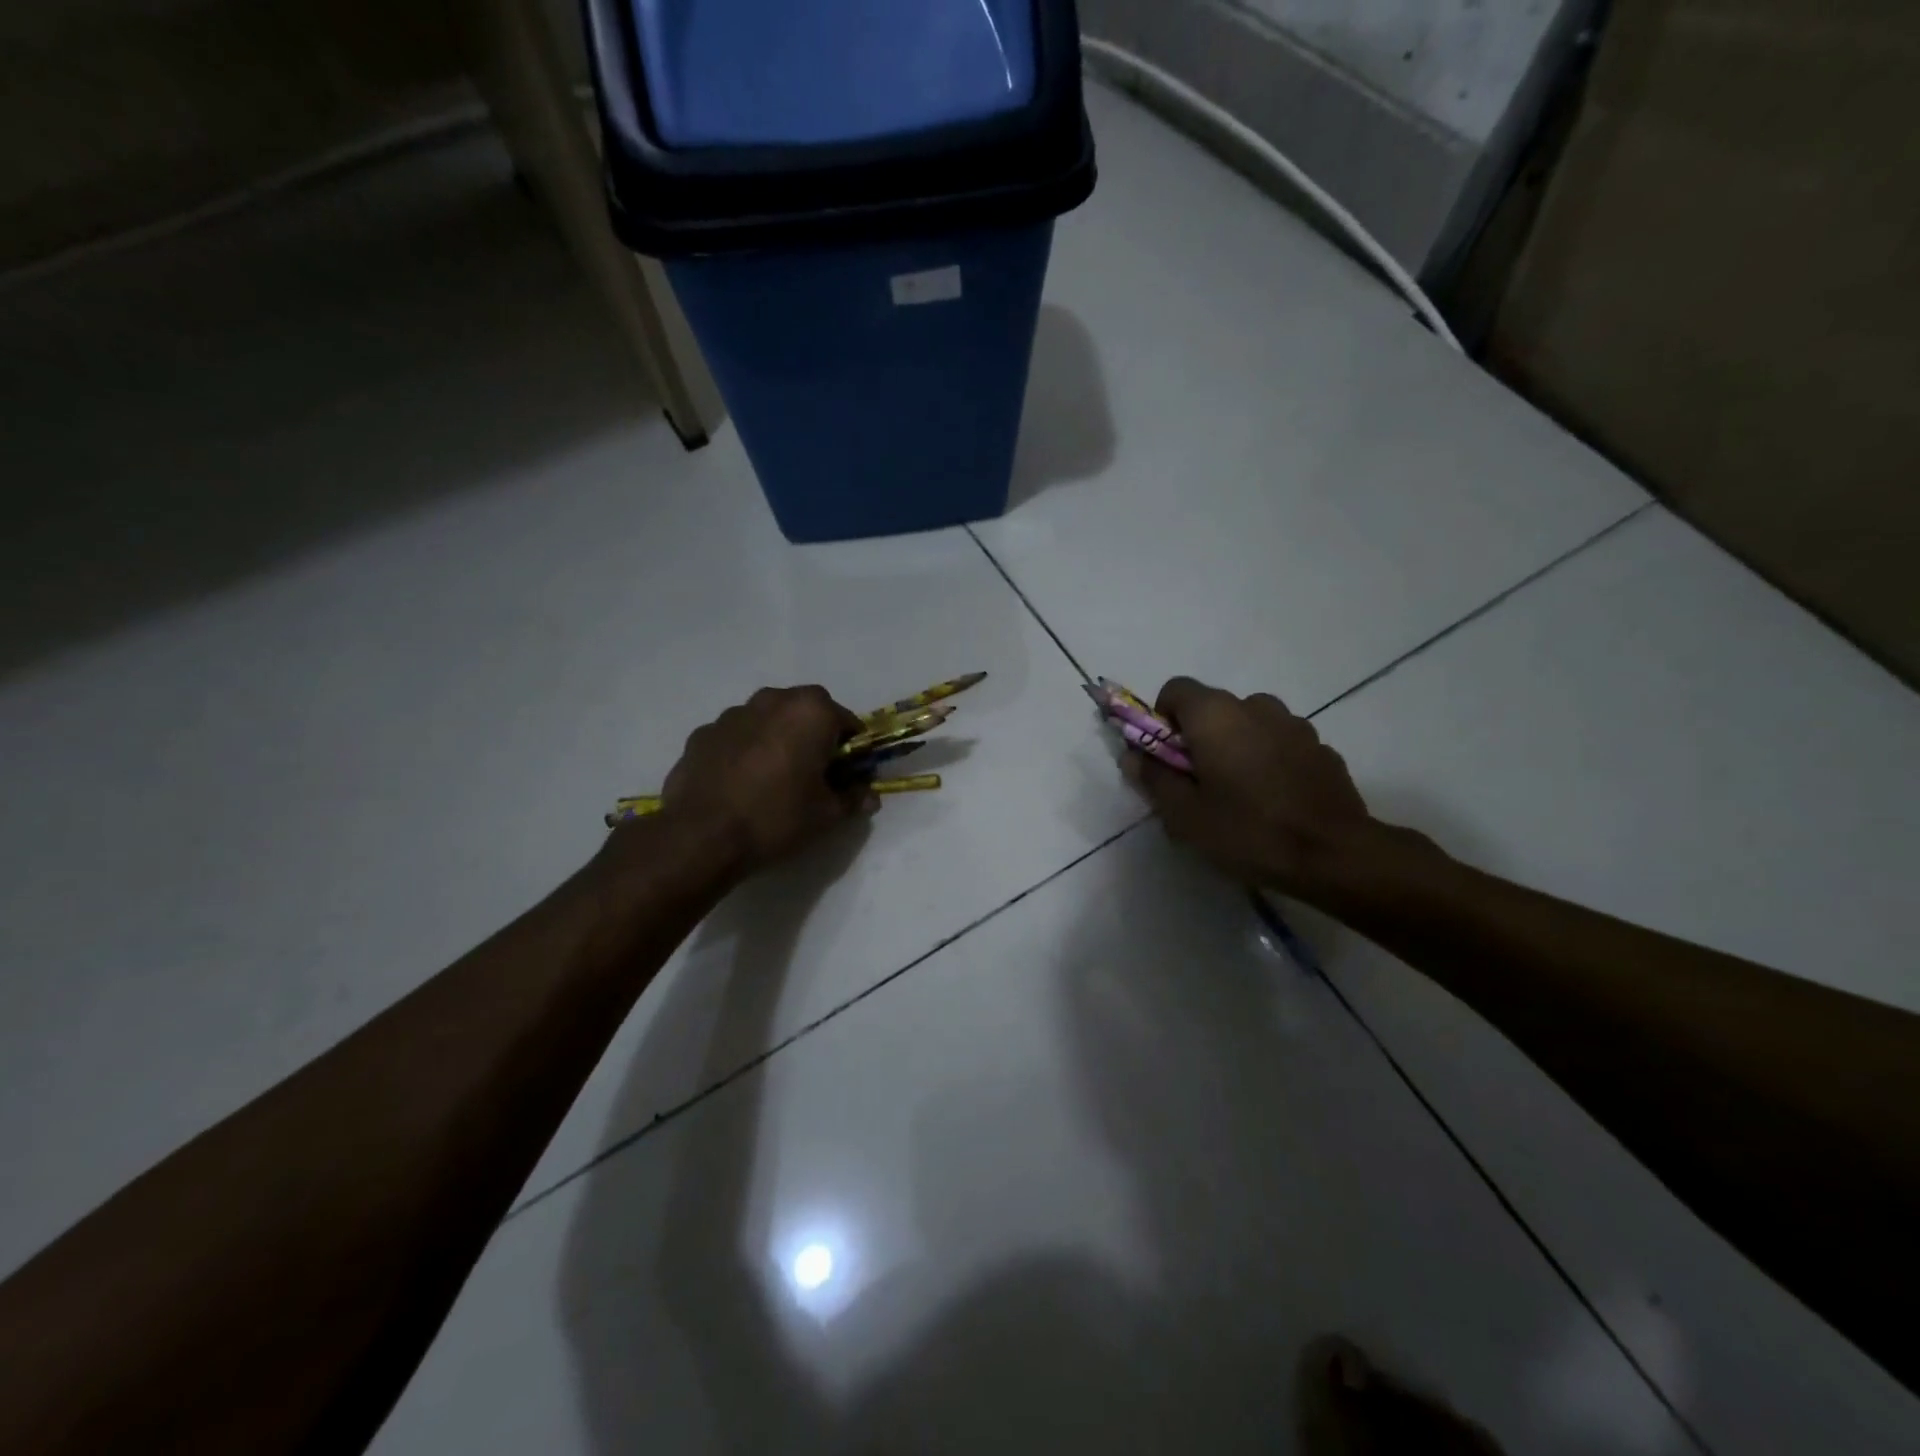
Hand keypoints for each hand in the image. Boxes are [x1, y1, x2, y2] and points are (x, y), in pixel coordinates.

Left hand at [657, 686, 873, 872]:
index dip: (852, 750)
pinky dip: (744, 751)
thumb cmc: (777, 817)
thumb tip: (869, 796)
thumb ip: (853, 799)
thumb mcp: (827, 815)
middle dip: (813, 736)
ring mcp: (732, 714)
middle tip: (812, 774)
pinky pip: (736, 737)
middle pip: (805, 712)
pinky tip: (740, 784)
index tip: (847, 775)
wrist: (701, 836)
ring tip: (773, 780)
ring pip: (767, 720)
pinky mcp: (702, 734)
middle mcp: (772, 700)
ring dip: (777, 739)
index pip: (847, 722)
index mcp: (811, 711)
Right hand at [1122, 676, 1384, 902]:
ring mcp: (1295, 724)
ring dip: (1236, 746)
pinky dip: (1269, 759)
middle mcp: (1255, 705)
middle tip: (1199, 783)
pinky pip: (1280, 742)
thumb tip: (1133, 755)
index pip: (1175, 689)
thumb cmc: (1247, 831)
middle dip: (1199, 737)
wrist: (1333, 855)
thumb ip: (1153, 777)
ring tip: (1240, 793)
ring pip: (1249, 724)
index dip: (1162, 719)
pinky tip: (1274, 799)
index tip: (1165, 757)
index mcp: (1216, 715)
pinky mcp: (1322, 747)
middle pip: (1213, 707)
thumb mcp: (1184, 814)